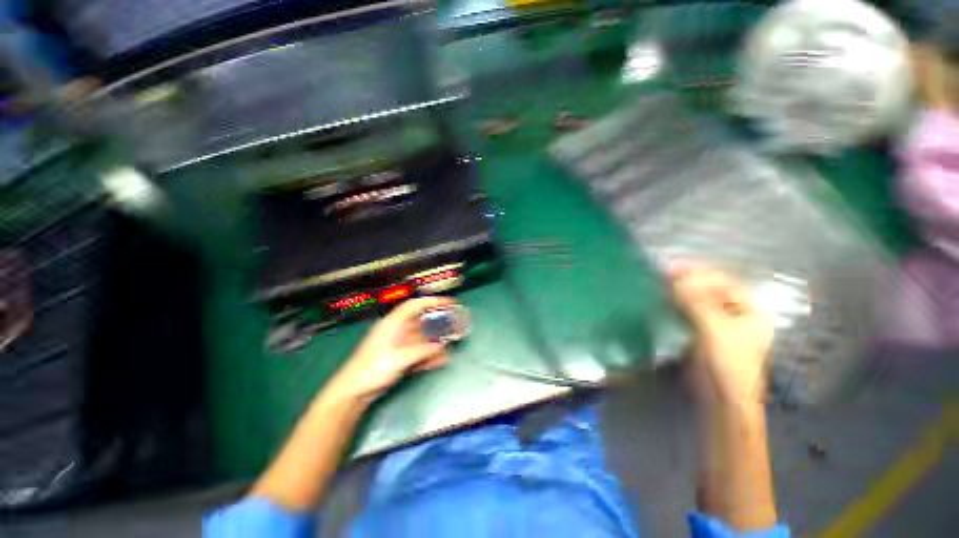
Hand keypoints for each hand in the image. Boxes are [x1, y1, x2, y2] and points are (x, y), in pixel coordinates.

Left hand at [329, 297, 454, 403]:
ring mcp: (399, 344)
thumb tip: (442, 345)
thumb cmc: (372, 369)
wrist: (354, 392)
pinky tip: (441, 358)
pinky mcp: (400, 357)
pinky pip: (419, 351)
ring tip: (452, 341)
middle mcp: (397, 331)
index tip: (449, 302)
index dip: (432, 301)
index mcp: (393, 323)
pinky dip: (430, 353)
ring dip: (437, 340)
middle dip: (439, 321)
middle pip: (422, 321)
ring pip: (422, 337)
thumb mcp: (399, 358)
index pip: (415, 305)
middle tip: (455, 322)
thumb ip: (422, 350)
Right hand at [669, 264, 773, 409]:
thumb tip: (675, 279)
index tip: (676, 268)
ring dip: (680, 291)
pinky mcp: (701, 333)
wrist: (720, 397)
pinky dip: (676, 304)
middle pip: (710, 291)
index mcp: (751, 311)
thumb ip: (696, 302)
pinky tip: (665, 298)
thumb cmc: (729, 363)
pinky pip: (688, 312)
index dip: (701, 274)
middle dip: (688, 282)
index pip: (725, 284)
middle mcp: (736, 315)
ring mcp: (718, 324)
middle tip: (665, 274)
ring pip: (697, 301)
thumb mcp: (715, 329)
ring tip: (662, 283)